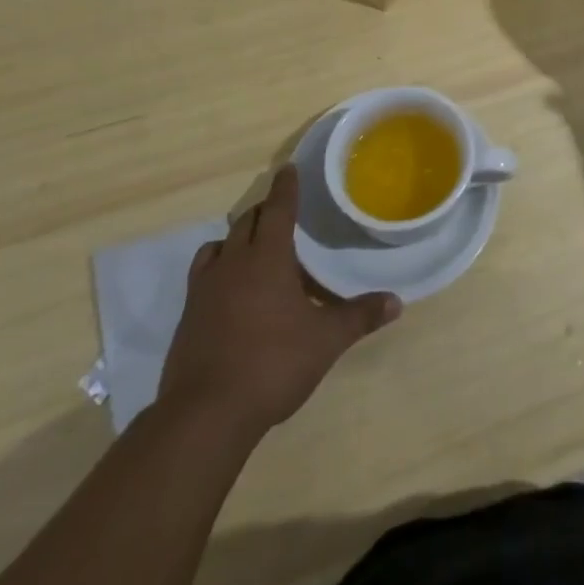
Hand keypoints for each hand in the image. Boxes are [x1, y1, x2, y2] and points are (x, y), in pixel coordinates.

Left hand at [159, 165, 400, 435]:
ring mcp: (204, 290)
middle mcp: (233, 263)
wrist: (205, 415)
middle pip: (247, 222)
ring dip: (238, 240)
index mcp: (267, 258)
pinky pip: (203, 276)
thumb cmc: (272, 364)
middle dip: (266, 212)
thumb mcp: (325, 341)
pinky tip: (233, 295)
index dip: (286, 187)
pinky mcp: (187, 317)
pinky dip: (219, 270)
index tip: (289, 169)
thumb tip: (396, 302)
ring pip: (218, 246)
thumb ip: (359, 316)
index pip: (279, 209)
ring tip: (256, 253)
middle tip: (284, 215)